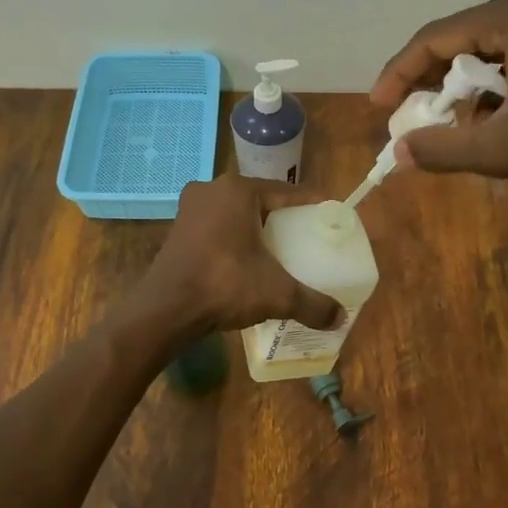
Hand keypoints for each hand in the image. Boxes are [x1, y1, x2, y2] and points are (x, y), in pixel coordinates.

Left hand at [133, 174, 343, 336]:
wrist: (166, 308)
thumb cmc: (224, 285)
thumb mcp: (277, 293)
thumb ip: (312, 303)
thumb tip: (340, 318)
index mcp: (239, 190)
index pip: (287, 192)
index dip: (311, 206)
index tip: (330, 218)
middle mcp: (213, 189)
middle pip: (261, 201)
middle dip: (284, 219)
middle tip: (308, 239)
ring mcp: (191, 208)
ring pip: (237, 214)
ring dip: (256, 229)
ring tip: (280, 250)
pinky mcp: (178, 228)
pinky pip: (217, 227)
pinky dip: (235, 239)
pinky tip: (248, 260)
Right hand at [371, 0, 507, 187]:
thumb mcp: (503, 149)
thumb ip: (443, 149)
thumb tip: (398, 152)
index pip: (436, 37)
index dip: (400, 72)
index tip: (379, 107)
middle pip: (458, 39)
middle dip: (430, 80)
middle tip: (410, 115)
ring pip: (483, 48)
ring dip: (460, 84)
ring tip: (447, 121)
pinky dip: (489, 83)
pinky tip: (488, 114)